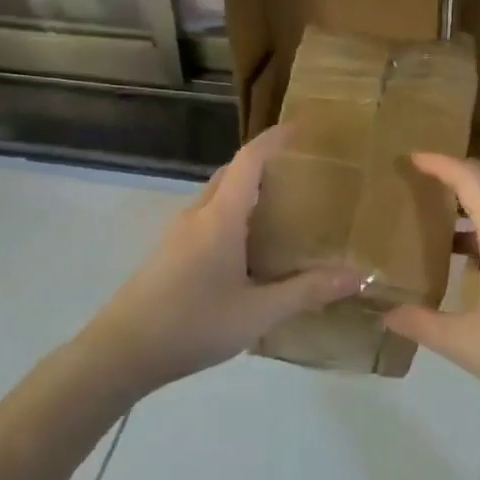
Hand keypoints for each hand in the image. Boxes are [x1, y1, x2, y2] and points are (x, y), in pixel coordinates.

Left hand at [76, 126, 361, 393]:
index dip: (276, 139)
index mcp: (219, 218)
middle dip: (266, 163)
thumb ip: (307, 291)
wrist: (121, 352)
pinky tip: (250, 245)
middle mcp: (197, 214)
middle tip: (303, 172)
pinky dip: (233, 212)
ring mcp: (179, 232)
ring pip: (218, 195)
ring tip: (284, 205)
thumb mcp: (257, 313)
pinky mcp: (170, 251)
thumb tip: (358, 276)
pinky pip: (208, 216)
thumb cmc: (192, 325)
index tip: (304, 128)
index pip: (250, 160)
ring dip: (247, 189)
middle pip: (233, 172)